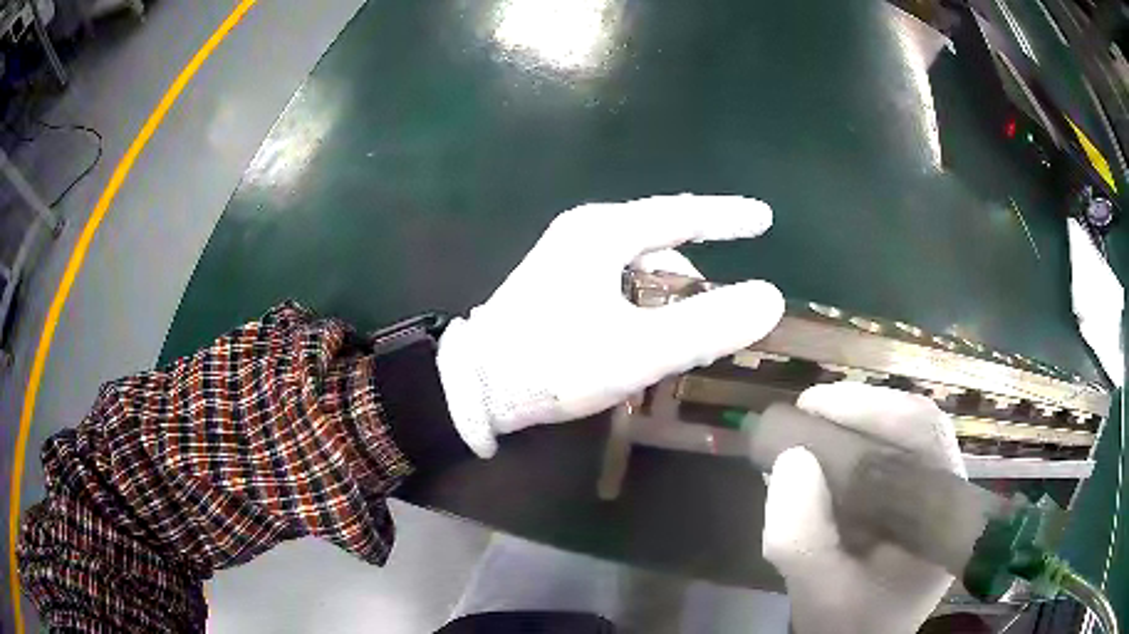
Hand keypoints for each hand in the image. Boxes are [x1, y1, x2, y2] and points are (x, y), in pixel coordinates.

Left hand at [436, 194, 784, 456]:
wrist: (475, 387)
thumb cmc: (554, 363)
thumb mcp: (639, 349)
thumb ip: (707, 325)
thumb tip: (770, 298)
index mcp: (604, 232)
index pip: (682, 213)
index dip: (728, 216)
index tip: (764, 217)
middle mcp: (586, 232)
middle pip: (662, 240)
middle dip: (699, 272)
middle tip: (727, 310)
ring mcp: (568, 256)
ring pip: (641, 264)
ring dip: (672, 294)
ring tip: (693, 333)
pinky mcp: (559, 282)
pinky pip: (620, 280)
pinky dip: (646, 301)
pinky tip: (653, 332)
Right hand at [762, 382, 965, 633]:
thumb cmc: (851, 625)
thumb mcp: (820, 594)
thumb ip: (802, 540)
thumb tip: (791, 458)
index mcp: (946, 513)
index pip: (925, 433)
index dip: (873, 407)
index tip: (813, 407)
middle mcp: (946, 492)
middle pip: (914, 426)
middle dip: (857, 411)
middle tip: (804, 413)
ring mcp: (930, 494)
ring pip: (900, 438)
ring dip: (853, 427)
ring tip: (807, 433)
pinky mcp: (910, 500)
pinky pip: (886, 458)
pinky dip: (850, 450)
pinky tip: (819, 460)